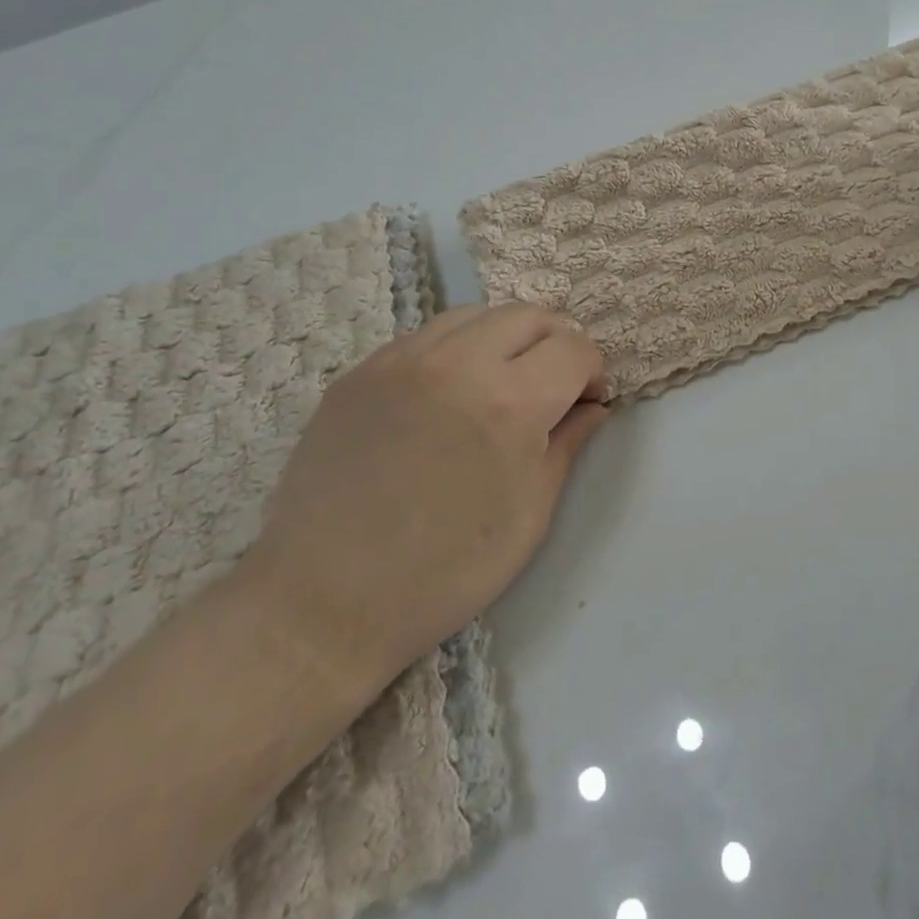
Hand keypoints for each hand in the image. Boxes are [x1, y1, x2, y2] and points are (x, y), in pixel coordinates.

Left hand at [243, 304, 608, 696]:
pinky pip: (424, 337)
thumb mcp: (530, 513)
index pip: (573, 349)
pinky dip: (455, 350)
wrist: (325, 603)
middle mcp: (456, 363)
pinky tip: (448, 394)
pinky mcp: (358, 372)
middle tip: (554, 385)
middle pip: (528, 316)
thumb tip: (593, 407)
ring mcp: (400, 361)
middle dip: (555, 343)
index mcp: (509, 402)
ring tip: (502, 382)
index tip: (587, 401)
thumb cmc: (447, 571)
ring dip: (505, 338)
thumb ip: (568, 444)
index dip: (593, 371)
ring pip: (474, 315)